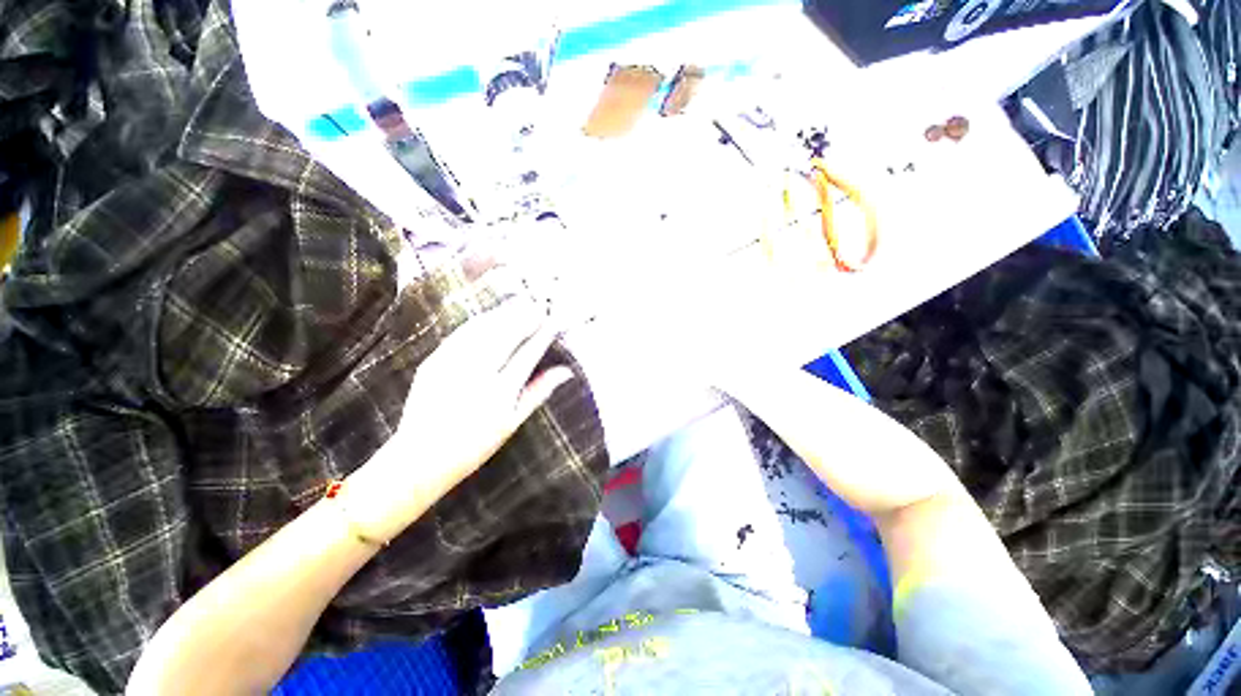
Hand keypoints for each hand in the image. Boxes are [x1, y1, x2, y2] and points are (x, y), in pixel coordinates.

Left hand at [342, 300, 574, 542]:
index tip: (554, 321)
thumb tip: (566, 371)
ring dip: (504, 314)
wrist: (420, 457)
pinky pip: (461, 334)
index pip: (528, 353)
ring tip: (520, 305)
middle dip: (525, 316)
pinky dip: (480, 322)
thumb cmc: (474, 445)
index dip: (543, 334)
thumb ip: (539, 392)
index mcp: (500, 392)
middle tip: (539, 306)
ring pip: (483, 329)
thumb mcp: (512, 422)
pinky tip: (491, 316)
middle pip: (506, 334)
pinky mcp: (434, 361)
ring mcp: (452, 365)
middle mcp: (477, 374)